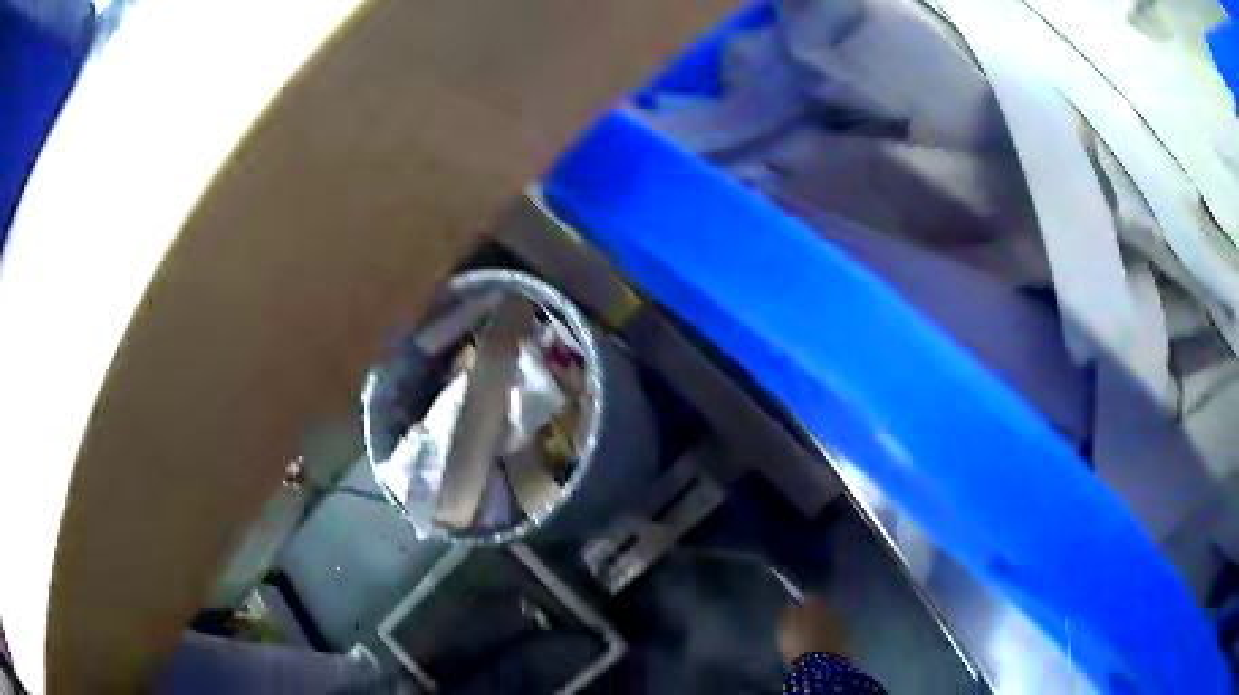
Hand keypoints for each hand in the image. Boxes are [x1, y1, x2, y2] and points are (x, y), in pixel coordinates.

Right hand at [777, 595, 848, 663]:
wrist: (820, 666)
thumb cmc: (799, 646)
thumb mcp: (786, 629)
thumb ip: (788, 613)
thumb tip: (791, 604)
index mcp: (816, 605)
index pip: (809, 596)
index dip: (800, 603)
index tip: (793, 610)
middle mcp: (832, 610)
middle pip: (822, 607)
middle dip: (813, 613)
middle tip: (802, 625)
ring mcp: (841, 624)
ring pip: (829, 619)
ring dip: (822, 624)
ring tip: (811, 635)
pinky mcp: (845, 638)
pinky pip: (834, 631)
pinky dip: (828, 634)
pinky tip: (820, 643)